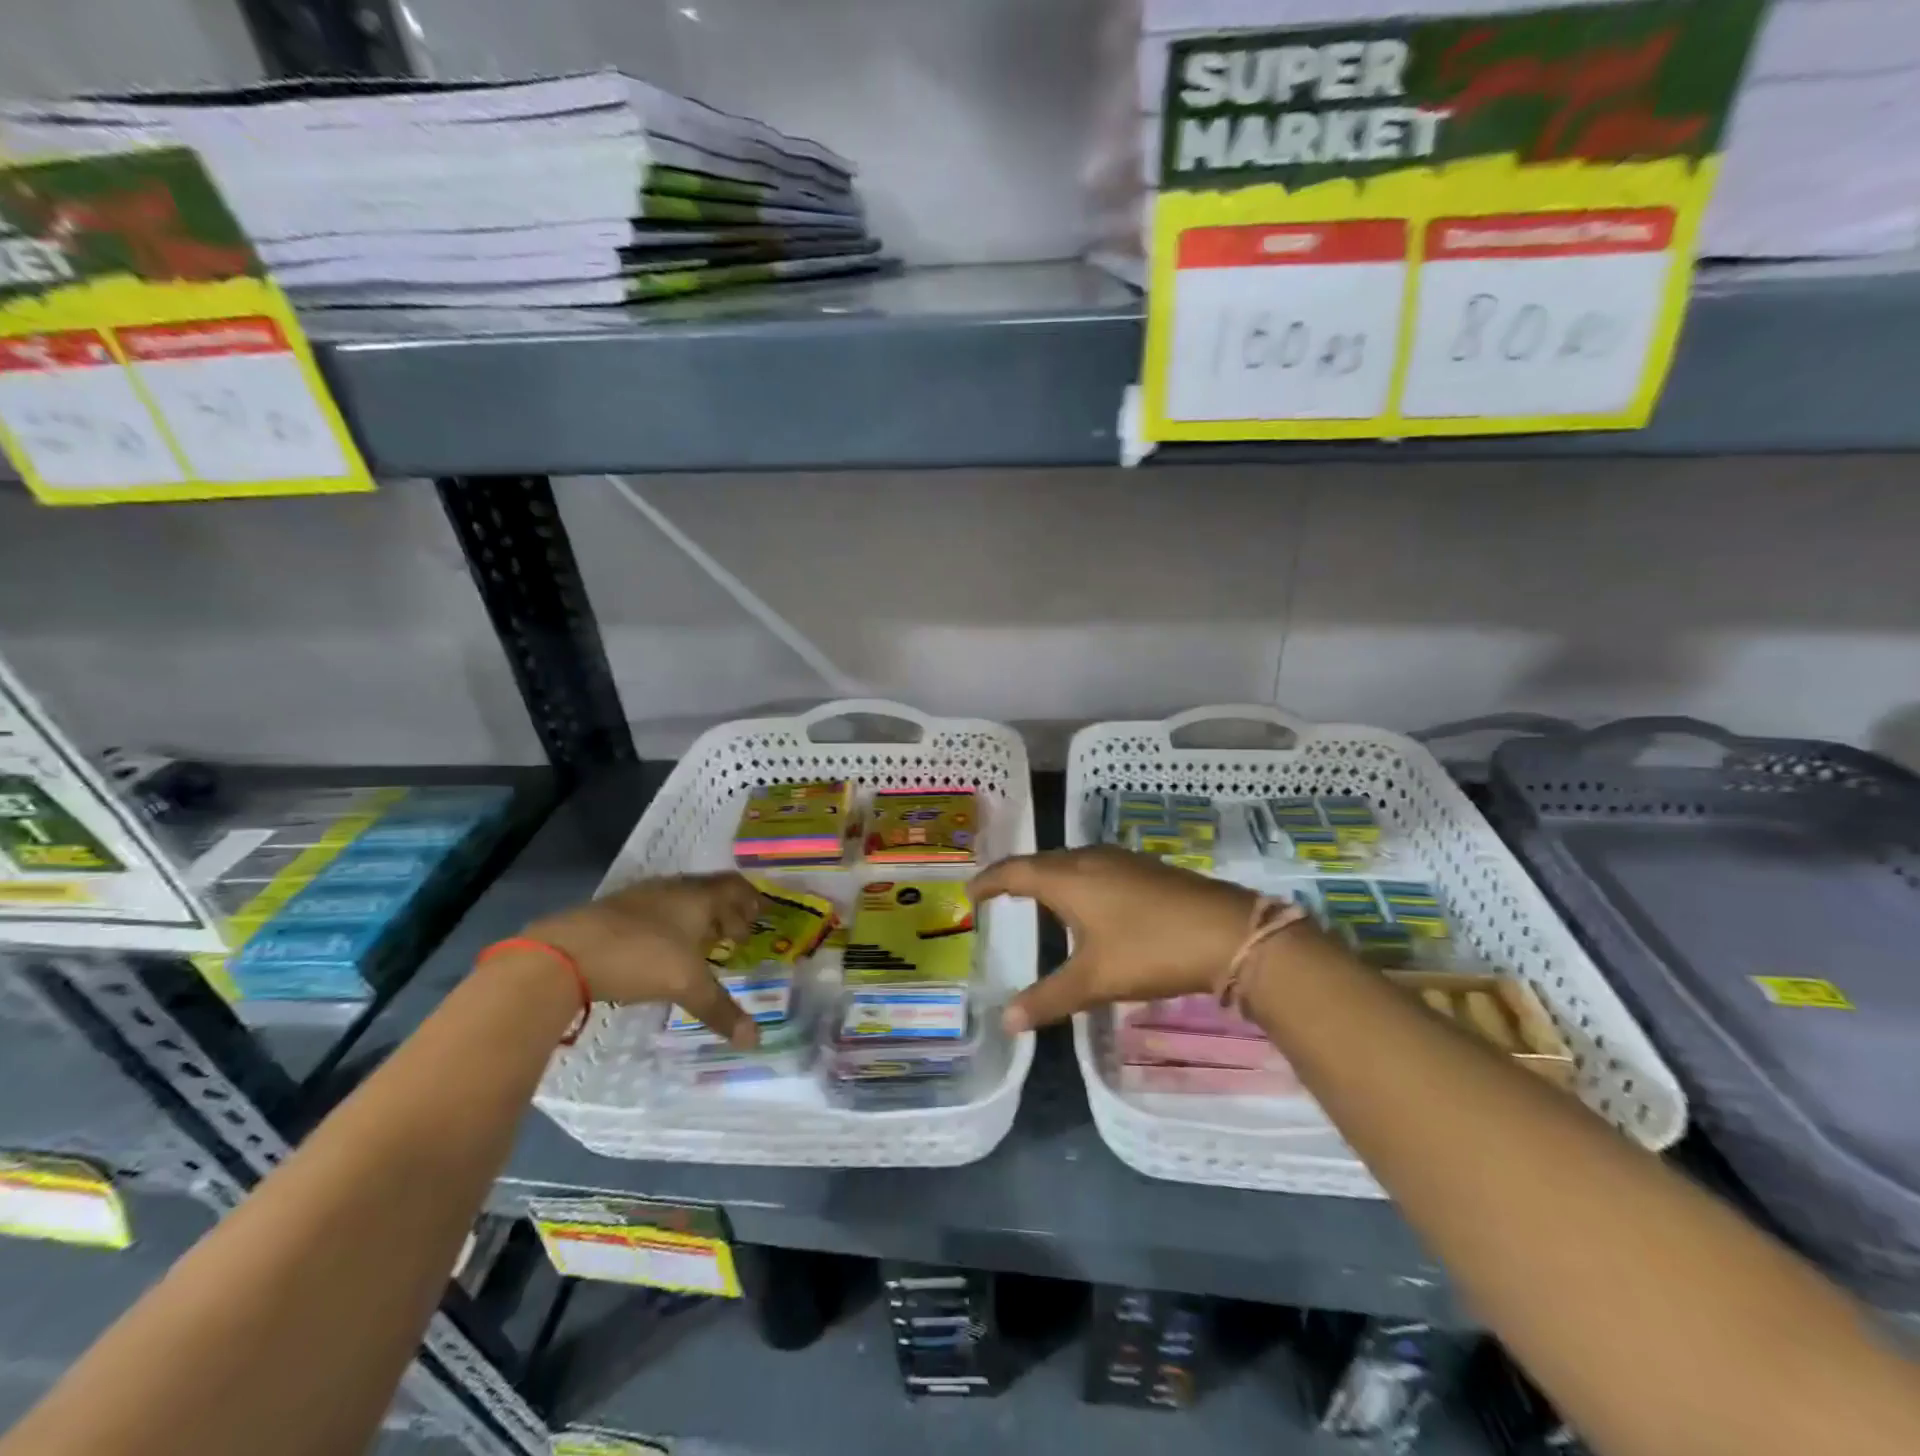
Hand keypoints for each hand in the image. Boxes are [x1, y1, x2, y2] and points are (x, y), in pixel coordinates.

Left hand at [523, 873, 763, 1046]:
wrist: (564, 953)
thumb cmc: (640, 958)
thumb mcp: (686, 985)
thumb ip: (720, 1009)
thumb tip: (756, 1040)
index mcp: (698, 897)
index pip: (734, 887)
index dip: (750, 901)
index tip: (759, 918)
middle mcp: (673, 889)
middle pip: (708, 892)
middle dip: (725, 912)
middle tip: (734, 936)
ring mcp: (639, 897)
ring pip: (679, 901)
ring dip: (695, 919)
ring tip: (700, 945)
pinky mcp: (612, 911)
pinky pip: (653, 911)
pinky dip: (667, 926)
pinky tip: (659, 951)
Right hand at [972, 846, 1259, 1032]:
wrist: (1228, 932)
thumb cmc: (1150, 950)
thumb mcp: (1094, 980)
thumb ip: (1048, 999)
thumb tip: (1006, 1021)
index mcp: (1068, 877)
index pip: (1014, 871)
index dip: (989, 881)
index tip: (970, 893)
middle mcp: (1089, 859)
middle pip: (1041, 862)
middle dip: (1017, 877)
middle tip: (998, 897)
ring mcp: (1121, 860)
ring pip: (1071, 863)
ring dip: (1049, 878)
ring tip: (1037, 899)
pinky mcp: (1146, 868)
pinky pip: (1095, 868)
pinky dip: (1077, 881)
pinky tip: (1089, 905)